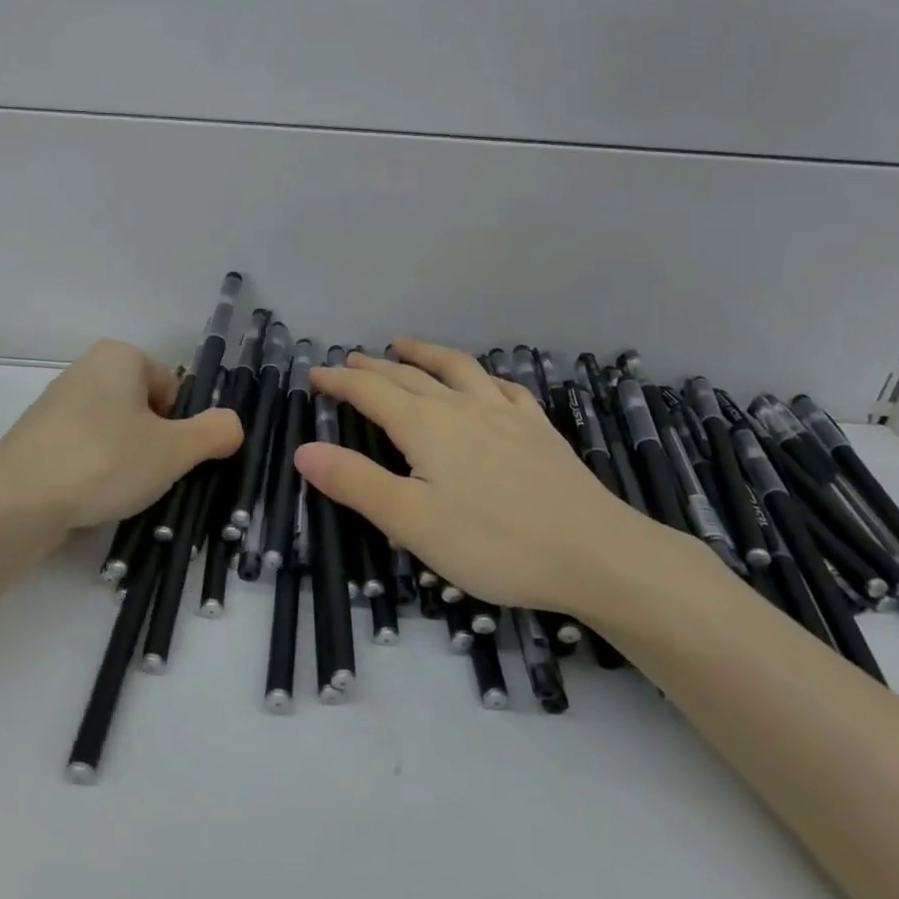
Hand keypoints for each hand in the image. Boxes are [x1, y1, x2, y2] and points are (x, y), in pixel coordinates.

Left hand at [0, 339, 242, 531]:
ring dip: (127, 463)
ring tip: (121, 494)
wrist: (17, 502)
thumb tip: (233, 425)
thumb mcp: (175, 450)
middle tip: (152, 477)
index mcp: (120, 356)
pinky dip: (96, 474)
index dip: (181, 426)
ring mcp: (57, 406)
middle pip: (144, 411)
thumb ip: (214, 433)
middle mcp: (86, 370)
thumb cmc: (105, 460)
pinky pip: (85, 453)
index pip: (172, 389)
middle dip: (154, 445)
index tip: (173, 457)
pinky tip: (93, 500)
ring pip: (115, 435)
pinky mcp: (38, 441)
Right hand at [295, 339, 705, 620]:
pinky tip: (485, 381)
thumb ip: (355, 482)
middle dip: (373, 367)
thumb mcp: (411, 522)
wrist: (595, 553)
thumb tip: (304, 450)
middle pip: (409, 376)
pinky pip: (504, 388)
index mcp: (426, 427)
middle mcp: (462, 408)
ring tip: (404, 345)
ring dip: (425, 354)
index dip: (340, 381)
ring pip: (457, 369)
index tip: (315, 373)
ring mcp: (506, 414)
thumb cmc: (494, 543)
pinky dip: (482, 377)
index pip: (371, 392)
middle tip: (349, 360)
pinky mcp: (539, 429)